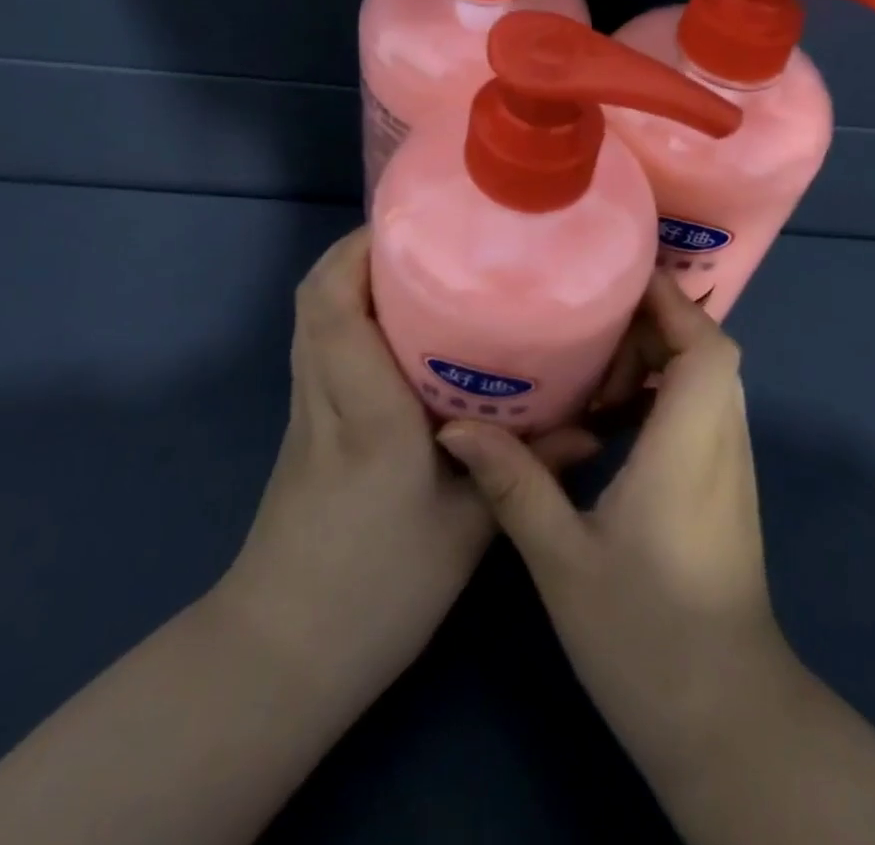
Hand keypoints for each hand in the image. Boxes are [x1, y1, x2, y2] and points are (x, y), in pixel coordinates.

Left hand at [221, 227, 597, 706]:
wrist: (285, 652)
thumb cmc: (378, 591)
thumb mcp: (468, 530)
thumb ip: (526, 468)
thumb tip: (590, 427)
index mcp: (365, 409)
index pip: (336, 303)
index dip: (364, 249)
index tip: (416, 222)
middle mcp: (325, 392)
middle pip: (317, 293)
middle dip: (364, 250)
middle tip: (429, 239)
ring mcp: (306, 407)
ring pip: (314, 314)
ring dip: (356, 278)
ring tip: (421, 271)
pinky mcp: (307, 425)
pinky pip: (321, 342)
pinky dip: (351, 313)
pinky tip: (404, 333)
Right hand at [433, 272, 786, 777]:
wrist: (725, 722)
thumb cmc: (647, 638)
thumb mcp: (563, 559)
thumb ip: (514, 482)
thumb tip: (455, 425)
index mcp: (690, 447)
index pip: (707, 348)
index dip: (671, 303)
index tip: (618, 277)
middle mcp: (722, 444)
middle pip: (708, 351)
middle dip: (653, 321)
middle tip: (586, 315)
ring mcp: (729, 468)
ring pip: (706, 380)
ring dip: (657, 355)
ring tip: (590, 355)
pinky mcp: (723, 489)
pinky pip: (699, 410)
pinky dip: (661, 391)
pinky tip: (606, 412)